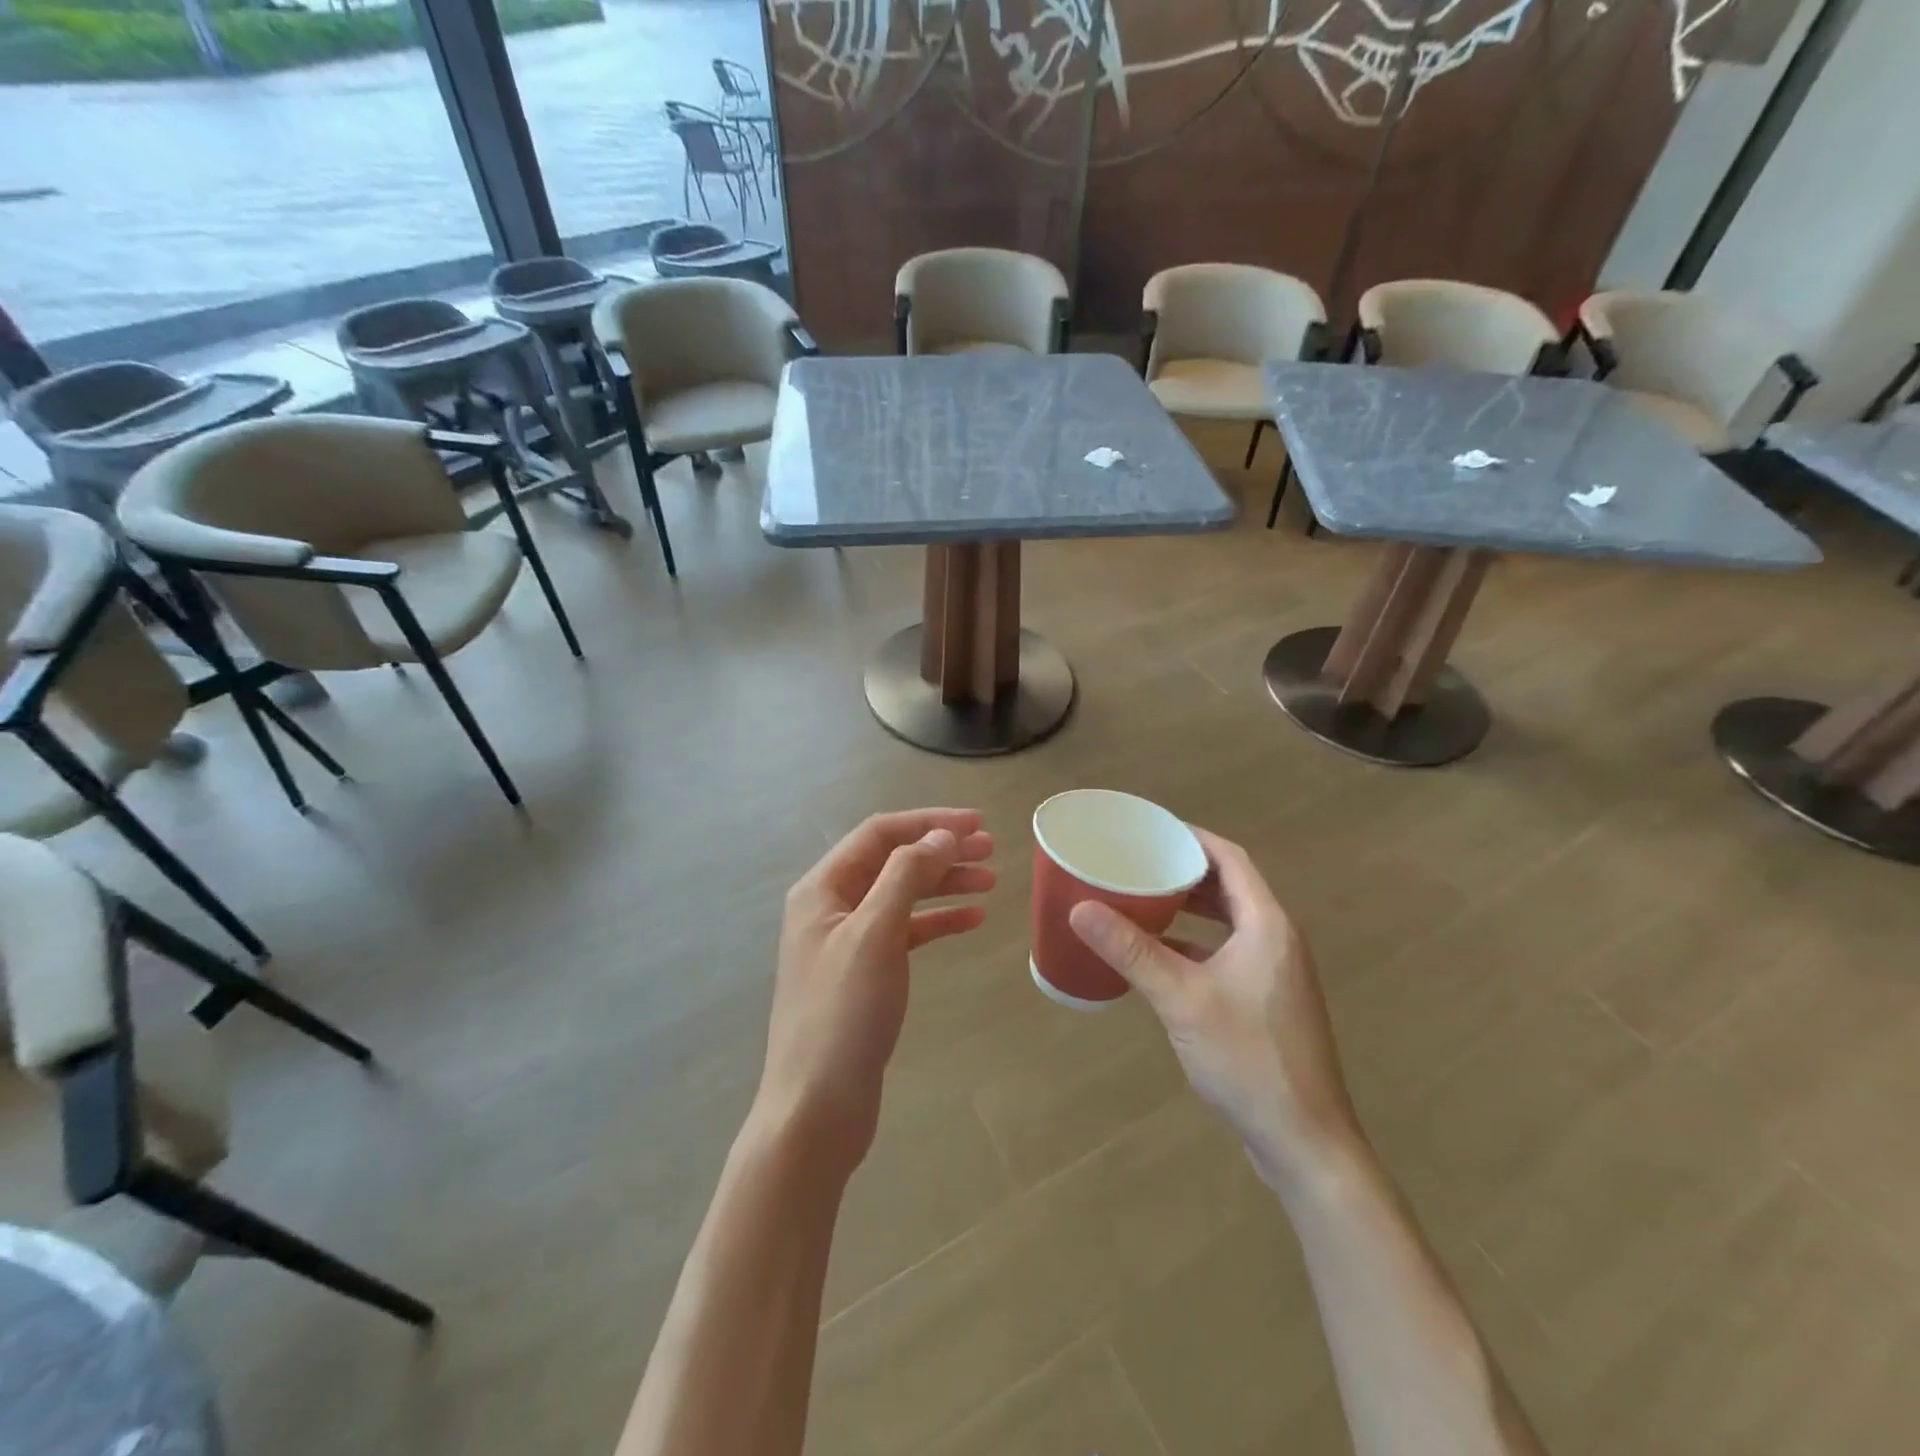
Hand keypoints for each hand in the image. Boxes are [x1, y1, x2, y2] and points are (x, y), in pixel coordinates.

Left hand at [756, 809, 994, 1174]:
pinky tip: (972, 921)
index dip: (928, 823)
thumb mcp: (875, 935)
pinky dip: (937, 922)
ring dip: (944, 884)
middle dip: (940, 851)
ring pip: (902, 895)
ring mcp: (847, 942)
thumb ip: (906, 877)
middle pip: (892, 861)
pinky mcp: (865, 973)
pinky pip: (905, 932)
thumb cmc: (842, 1015)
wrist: (816, 1109)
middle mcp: (831, 907)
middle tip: (991, 850)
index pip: (879, 834)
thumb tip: (941, 836)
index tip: (977, 824)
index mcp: (822, 889)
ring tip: (990, 881)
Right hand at [1068, 828, 1359, 1188]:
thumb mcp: (1181, 998)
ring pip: (1229, 922)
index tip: (1150, 829)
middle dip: (1185, 871)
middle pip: (1230, 886)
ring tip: (1143, 899)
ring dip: (1190, 908)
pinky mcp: (1267, 1001)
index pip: (1230, 859)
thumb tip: (1080, 908)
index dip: (1192, 838)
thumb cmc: (1247, 1058)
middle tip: (1138, 862)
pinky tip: (1160, 955)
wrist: (1304, 1141)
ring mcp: (1275, 973)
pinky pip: (1227, 952)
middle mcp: (1277, 939)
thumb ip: (1131, 951)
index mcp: (1268, 924)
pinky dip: (1195, 943)